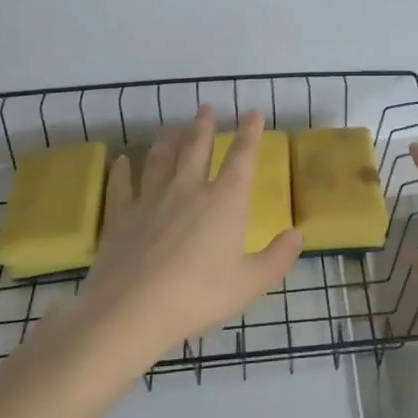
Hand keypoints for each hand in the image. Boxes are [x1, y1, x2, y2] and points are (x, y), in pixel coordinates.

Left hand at [81, 107, 302, 360]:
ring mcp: (151, 198)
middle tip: (206, 107)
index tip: (252, 114)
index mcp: (225, 200)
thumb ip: (278, 257)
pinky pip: (123, 185)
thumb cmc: (200, 295)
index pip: (242, 158)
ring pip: (161, 158)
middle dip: (204, 126)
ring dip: (168, 139)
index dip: (249, 134)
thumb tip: (296, 234)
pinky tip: (122, 161)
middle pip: (197, 148)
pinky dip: (123, 170)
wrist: (133, 310)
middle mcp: (189, 189)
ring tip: (172, 127)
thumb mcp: (251, 283)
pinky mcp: (121, 215)